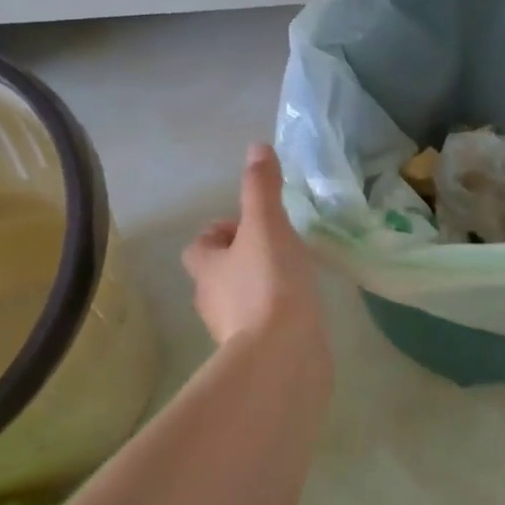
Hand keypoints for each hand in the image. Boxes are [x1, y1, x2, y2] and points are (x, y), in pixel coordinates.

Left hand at [183, 145, 327, 359]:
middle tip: (279, 247)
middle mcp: (213, 301)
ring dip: (262, 286)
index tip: (252, 225)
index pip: (200, 245)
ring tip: (296, 276)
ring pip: (242, 299)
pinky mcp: (259, 353)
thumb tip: (256, 147)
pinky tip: (304, 308)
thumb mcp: (267, 225)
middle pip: (220, 273)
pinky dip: (278, 314)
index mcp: (207, 269)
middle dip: (244, 259)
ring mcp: (234, 331)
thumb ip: (261, 188)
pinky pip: (265, 325)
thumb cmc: (269, 284)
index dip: (221, 231)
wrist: (283, 356)